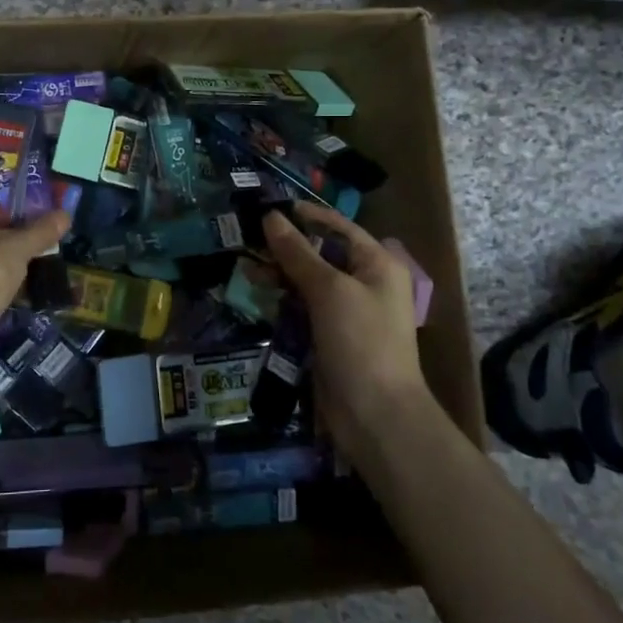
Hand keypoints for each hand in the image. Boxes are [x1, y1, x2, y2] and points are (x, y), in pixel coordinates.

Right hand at [264, 202, 427, 454]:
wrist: (376, 417)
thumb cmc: (361, 342)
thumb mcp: (329, 291)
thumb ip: (298, 253)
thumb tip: (271, 217)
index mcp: (377, 265)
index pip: (339, 228)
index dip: (306, 215)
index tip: (270, 206)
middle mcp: (365, 283)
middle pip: (321, 254)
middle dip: (286, 246)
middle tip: (248, 237)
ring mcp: (347, 312)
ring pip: (308, 282)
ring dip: (279, 274)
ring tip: (245, 267)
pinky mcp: (330, 337)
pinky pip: (303, 309)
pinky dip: (282, 301)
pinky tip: (257, 294)